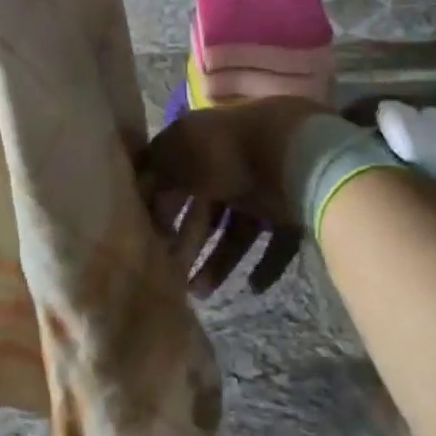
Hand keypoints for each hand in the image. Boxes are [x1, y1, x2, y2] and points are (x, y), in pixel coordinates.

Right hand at [138, 98, 323, 297]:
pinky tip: (253, 286)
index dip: (161, 203)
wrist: (296, 155)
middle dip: (188, 241)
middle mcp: (232, 162)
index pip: (175, 172)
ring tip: (203, 294)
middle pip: (206, 207)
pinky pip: (275, 241)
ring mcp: (264, 186)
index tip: (148, 233)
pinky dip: (265, 264)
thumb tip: (140, 188)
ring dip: (219, 261)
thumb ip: (155, 172)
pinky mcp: (291, 209)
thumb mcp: (177, 156)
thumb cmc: (227, 152)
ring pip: (237, 229)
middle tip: (173, 273)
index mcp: (203, 140)